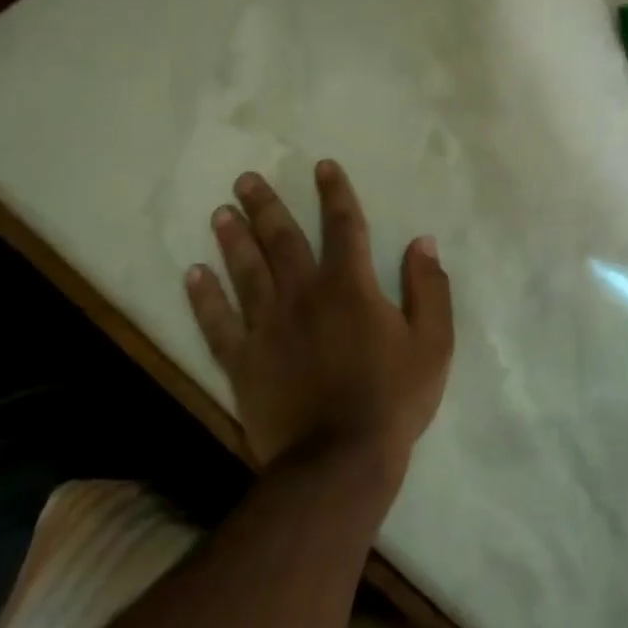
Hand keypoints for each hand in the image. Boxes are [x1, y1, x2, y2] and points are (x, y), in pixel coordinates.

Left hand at [183, 160, 453, 485]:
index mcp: (350, 286)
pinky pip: (217, 323)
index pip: (344, 226)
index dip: (334, 193)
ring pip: (245, 272)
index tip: (322, 166)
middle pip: (282, 240)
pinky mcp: (242, 361)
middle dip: (265, 206)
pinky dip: (204, 297)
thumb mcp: (433, 342)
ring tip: (220, 213)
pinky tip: (193, 274)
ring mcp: (267, 328)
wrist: (338, 461)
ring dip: (232, 239)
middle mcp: (303, 295)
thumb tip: (422, 242)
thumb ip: (429, 287)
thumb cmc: (393, 398)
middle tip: (245, 180)